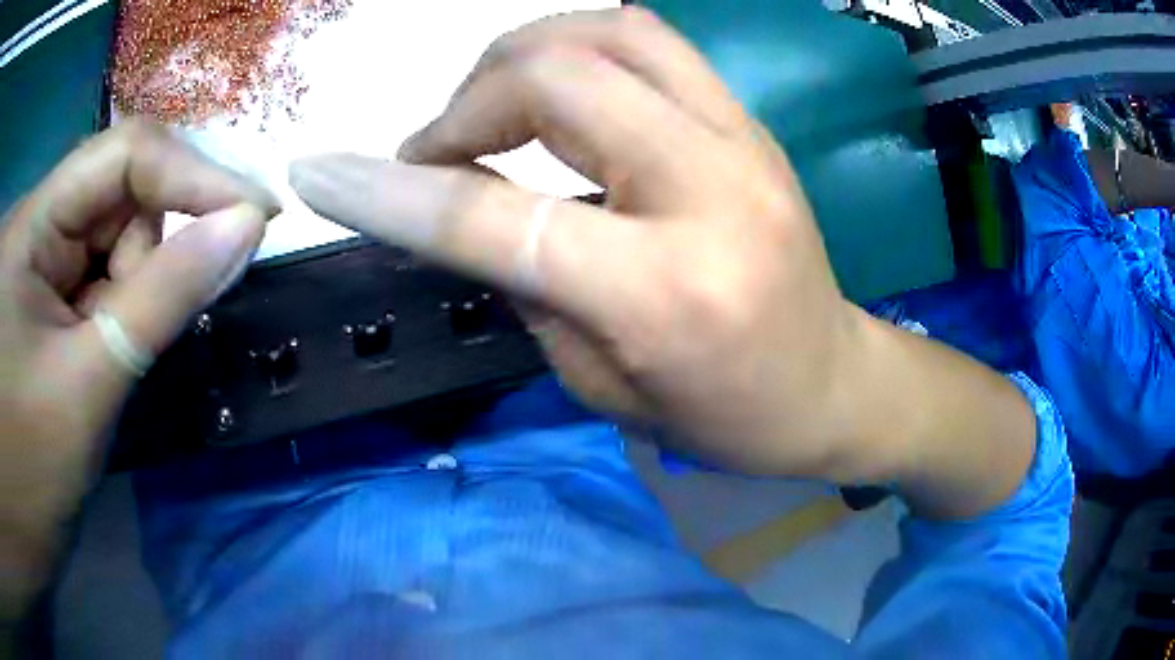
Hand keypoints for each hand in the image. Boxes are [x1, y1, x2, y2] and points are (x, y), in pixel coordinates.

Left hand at [0, 121, 274, 622]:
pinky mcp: (38, 292)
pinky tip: (97, 354)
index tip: (258, 215)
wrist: (25, 523)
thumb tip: (246, 228)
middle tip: (135, 337)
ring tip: (105, 361)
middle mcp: (33, 223)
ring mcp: (33, 258)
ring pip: (106, 238)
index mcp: (30, 228)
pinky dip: (111, 310)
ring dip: (127, 294)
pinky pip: (92, 275)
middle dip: (145, 258)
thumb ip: (162, 300)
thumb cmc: (30, 473)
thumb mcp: (88, 391)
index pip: (124, 154)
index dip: (194, 174)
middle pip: (115, 195)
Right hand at [290, 9, 1034, 517]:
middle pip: (556, 78)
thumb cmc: (727, 416)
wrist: (832, 384)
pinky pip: (650, 44)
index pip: (497, 216)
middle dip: (467, 101)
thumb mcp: (603, 386)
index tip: (321, 173)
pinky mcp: (752, 122)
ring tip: (491, 111)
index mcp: (665, 293)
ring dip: (521, 56)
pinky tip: (556, 95)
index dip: (391, 190)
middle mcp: (709, 192)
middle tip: (441, 149)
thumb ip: (528, 286)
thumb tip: (471, 206)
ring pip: (609, 32)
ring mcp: (744, 141)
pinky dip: (578, 51)